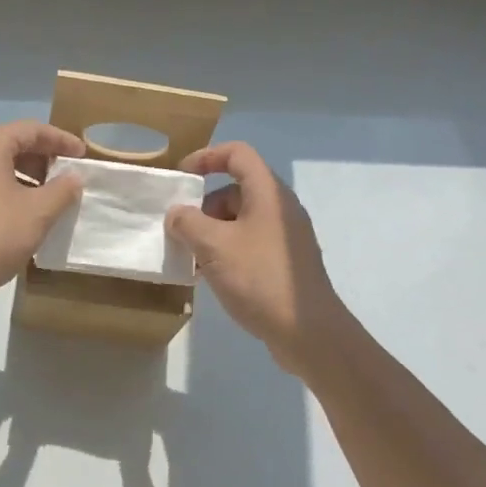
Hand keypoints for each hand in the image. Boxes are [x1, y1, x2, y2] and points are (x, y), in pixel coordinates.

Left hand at [0, 121, 85, 312]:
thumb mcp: (37, 213)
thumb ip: (62, 190)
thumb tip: (73, 177)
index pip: (31, 130)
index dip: (62, 140)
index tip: (83, 156)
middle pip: (12, 145)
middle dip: (44, 160)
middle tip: (68, 178)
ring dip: (27, 179)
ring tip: (51, 200)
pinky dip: (8, 192)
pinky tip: (24, 216)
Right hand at [166, 142, 354, 374]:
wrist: (308, 332)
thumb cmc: (259, 278)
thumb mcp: (213, 246)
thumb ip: (187, 223)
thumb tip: (177, 214)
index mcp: (268, 193)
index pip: (237, 154)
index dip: (206, 157)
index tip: (181, 178)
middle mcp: (280, 209)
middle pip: (235, 190)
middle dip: (203, 206)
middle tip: (181, 231)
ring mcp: (285, 237)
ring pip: (239, 220)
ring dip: (211, 233)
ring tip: (191, 259)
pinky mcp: (284, 262)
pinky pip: (248, 244)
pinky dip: (226, 251)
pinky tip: (210, 277)